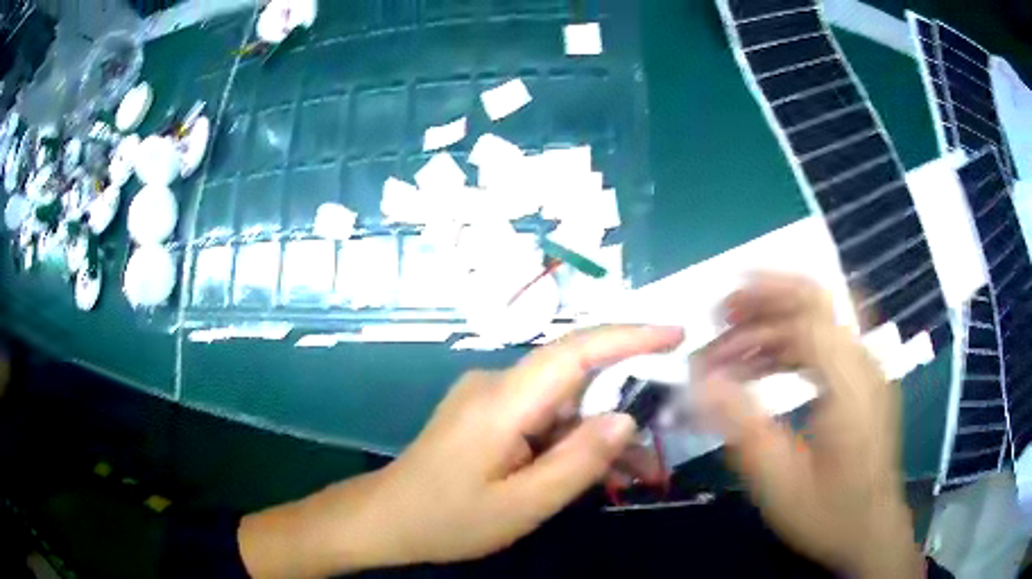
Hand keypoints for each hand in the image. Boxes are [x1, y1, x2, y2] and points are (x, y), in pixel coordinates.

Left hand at [239, 325, 683, 576]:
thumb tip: (626, 418)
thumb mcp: (522, 505)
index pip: (575, 351)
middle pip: (573, 374)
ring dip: (595, 428)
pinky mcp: (485, 411)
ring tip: (626, 471)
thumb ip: (577, 462)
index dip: (629, 336)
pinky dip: (570, 435)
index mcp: (502, 402)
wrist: (387, 518)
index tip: (675, 333)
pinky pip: (541, 413)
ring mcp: (487, 395)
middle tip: (657, 433)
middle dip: (621, 399)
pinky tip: (585, 467)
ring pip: (560, 399)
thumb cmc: (448, 519)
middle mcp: (494, 384)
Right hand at [697, 273, 922, 578]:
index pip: (807, 318)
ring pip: (823, 317)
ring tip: (737, 338)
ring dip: (778, 318)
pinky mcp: (865, 381)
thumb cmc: (828, 512)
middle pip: (820, 301)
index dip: (759, 308)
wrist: (872, 531)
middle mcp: (864, 363)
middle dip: (768, 295)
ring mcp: (868, 369)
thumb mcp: (779, 481)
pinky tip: (767, 361)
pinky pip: (828, 341)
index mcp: (851, 383)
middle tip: (725, 311)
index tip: (717, 317)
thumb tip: (701, 383)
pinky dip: (794, 339)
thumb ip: (741, 427)